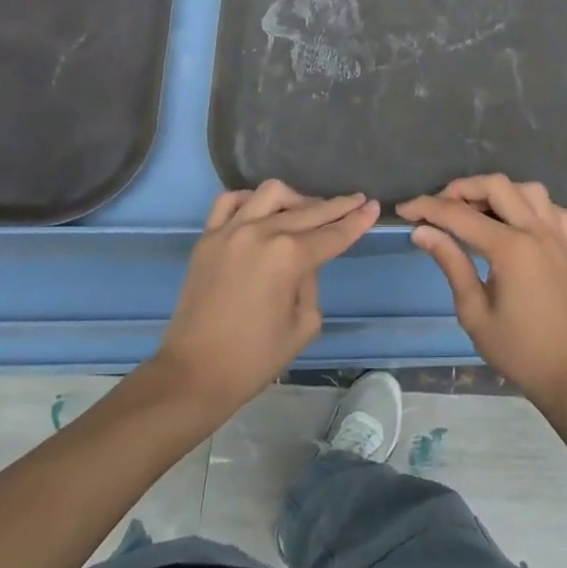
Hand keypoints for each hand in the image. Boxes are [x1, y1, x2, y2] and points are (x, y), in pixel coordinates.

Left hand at [152, 180, 377, 415]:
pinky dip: (250, 200)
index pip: (333, 234)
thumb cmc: (254, 358)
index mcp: (289, 257)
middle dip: (337, 206)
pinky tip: (261, 210)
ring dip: (295, 199)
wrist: (194, 374)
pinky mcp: (208, 237)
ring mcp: (231, 230)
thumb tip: (303, 262)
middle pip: (309, 210)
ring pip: (271, 193)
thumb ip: (311, 283)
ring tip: (306, 210)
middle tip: (356, 200)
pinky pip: (231, 202)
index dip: (356, 221)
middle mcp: (262, 233)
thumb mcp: (303, 325)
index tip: (373, 206)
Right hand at [400, 175, 566, 408]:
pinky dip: (530, 206)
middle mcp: (536, 230)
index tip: (404, 210)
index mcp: (511, 248)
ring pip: (527, 189)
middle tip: (438, 209)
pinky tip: (516, 223)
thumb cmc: (518, 350)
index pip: (460, 214)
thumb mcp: (474, 312)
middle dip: (461, 189)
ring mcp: (558, 235)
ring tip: (476, 212)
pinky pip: (551, 208)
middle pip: (495, 185)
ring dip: (498, 192)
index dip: (427, 208)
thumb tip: (422, 232)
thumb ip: (451, 263)